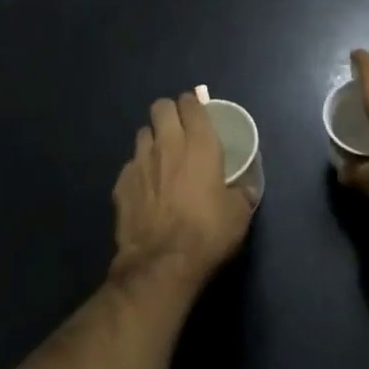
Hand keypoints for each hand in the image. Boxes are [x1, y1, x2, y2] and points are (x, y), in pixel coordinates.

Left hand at [110, 92, 253, 290]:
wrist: (161, 264)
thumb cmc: (206, 233)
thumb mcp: (238, 215)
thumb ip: (242, 193)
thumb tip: (247, 188)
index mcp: (199, 143)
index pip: (191, 103)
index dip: (193, 105)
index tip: (198, 114)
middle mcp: (167, 143)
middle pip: (161, 106)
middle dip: (169, 113)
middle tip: (179, 131)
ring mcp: (140, 161)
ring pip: (143, 133)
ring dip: (153, 140)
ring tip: (161, 159)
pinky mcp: (121, 183)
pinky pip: (131, 164)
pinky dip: (139, 170)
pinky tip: (146, 189)